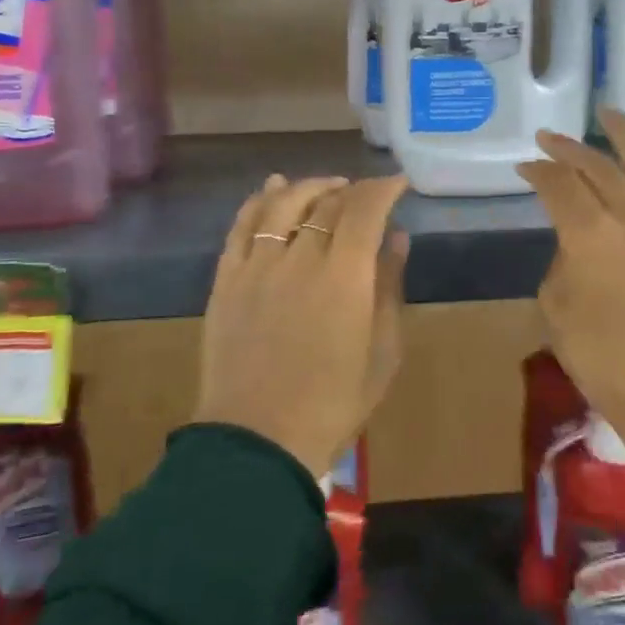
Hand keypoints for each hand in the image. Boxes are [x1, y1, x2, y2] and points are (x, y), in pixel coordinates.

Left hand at [194, 173, 409, 478]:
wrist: (258, 440)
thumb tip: (396, 238)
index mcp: (345, 277)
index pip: (365, 209)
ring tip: (327, 187)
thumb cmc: (333, 403)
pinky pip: (241, 225)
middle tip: (367, 198)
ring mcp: (257, 266)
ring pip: (283, 203)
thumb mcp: (382, 352)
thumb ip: (389, 287)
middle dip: (353, 192)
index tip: (398, 184)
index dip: (384, 188)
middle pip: (326, 203)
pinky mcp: (226, 279)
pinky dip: (259, 200)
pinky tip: (272, 188)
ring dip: (309, 187)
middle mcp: (300, 258)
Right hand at [516, 108, 624, 473]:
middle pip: (600, 167)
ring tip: (609, 113)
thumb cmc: (607, 363)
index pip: (559, 186)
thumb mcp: (559, 312)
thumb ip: (562, 263)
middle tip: (550, 139)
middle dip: (570, 149)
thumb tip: (575, 243)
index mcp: (591, 237)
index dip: (538, 172)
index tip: (525, 167)